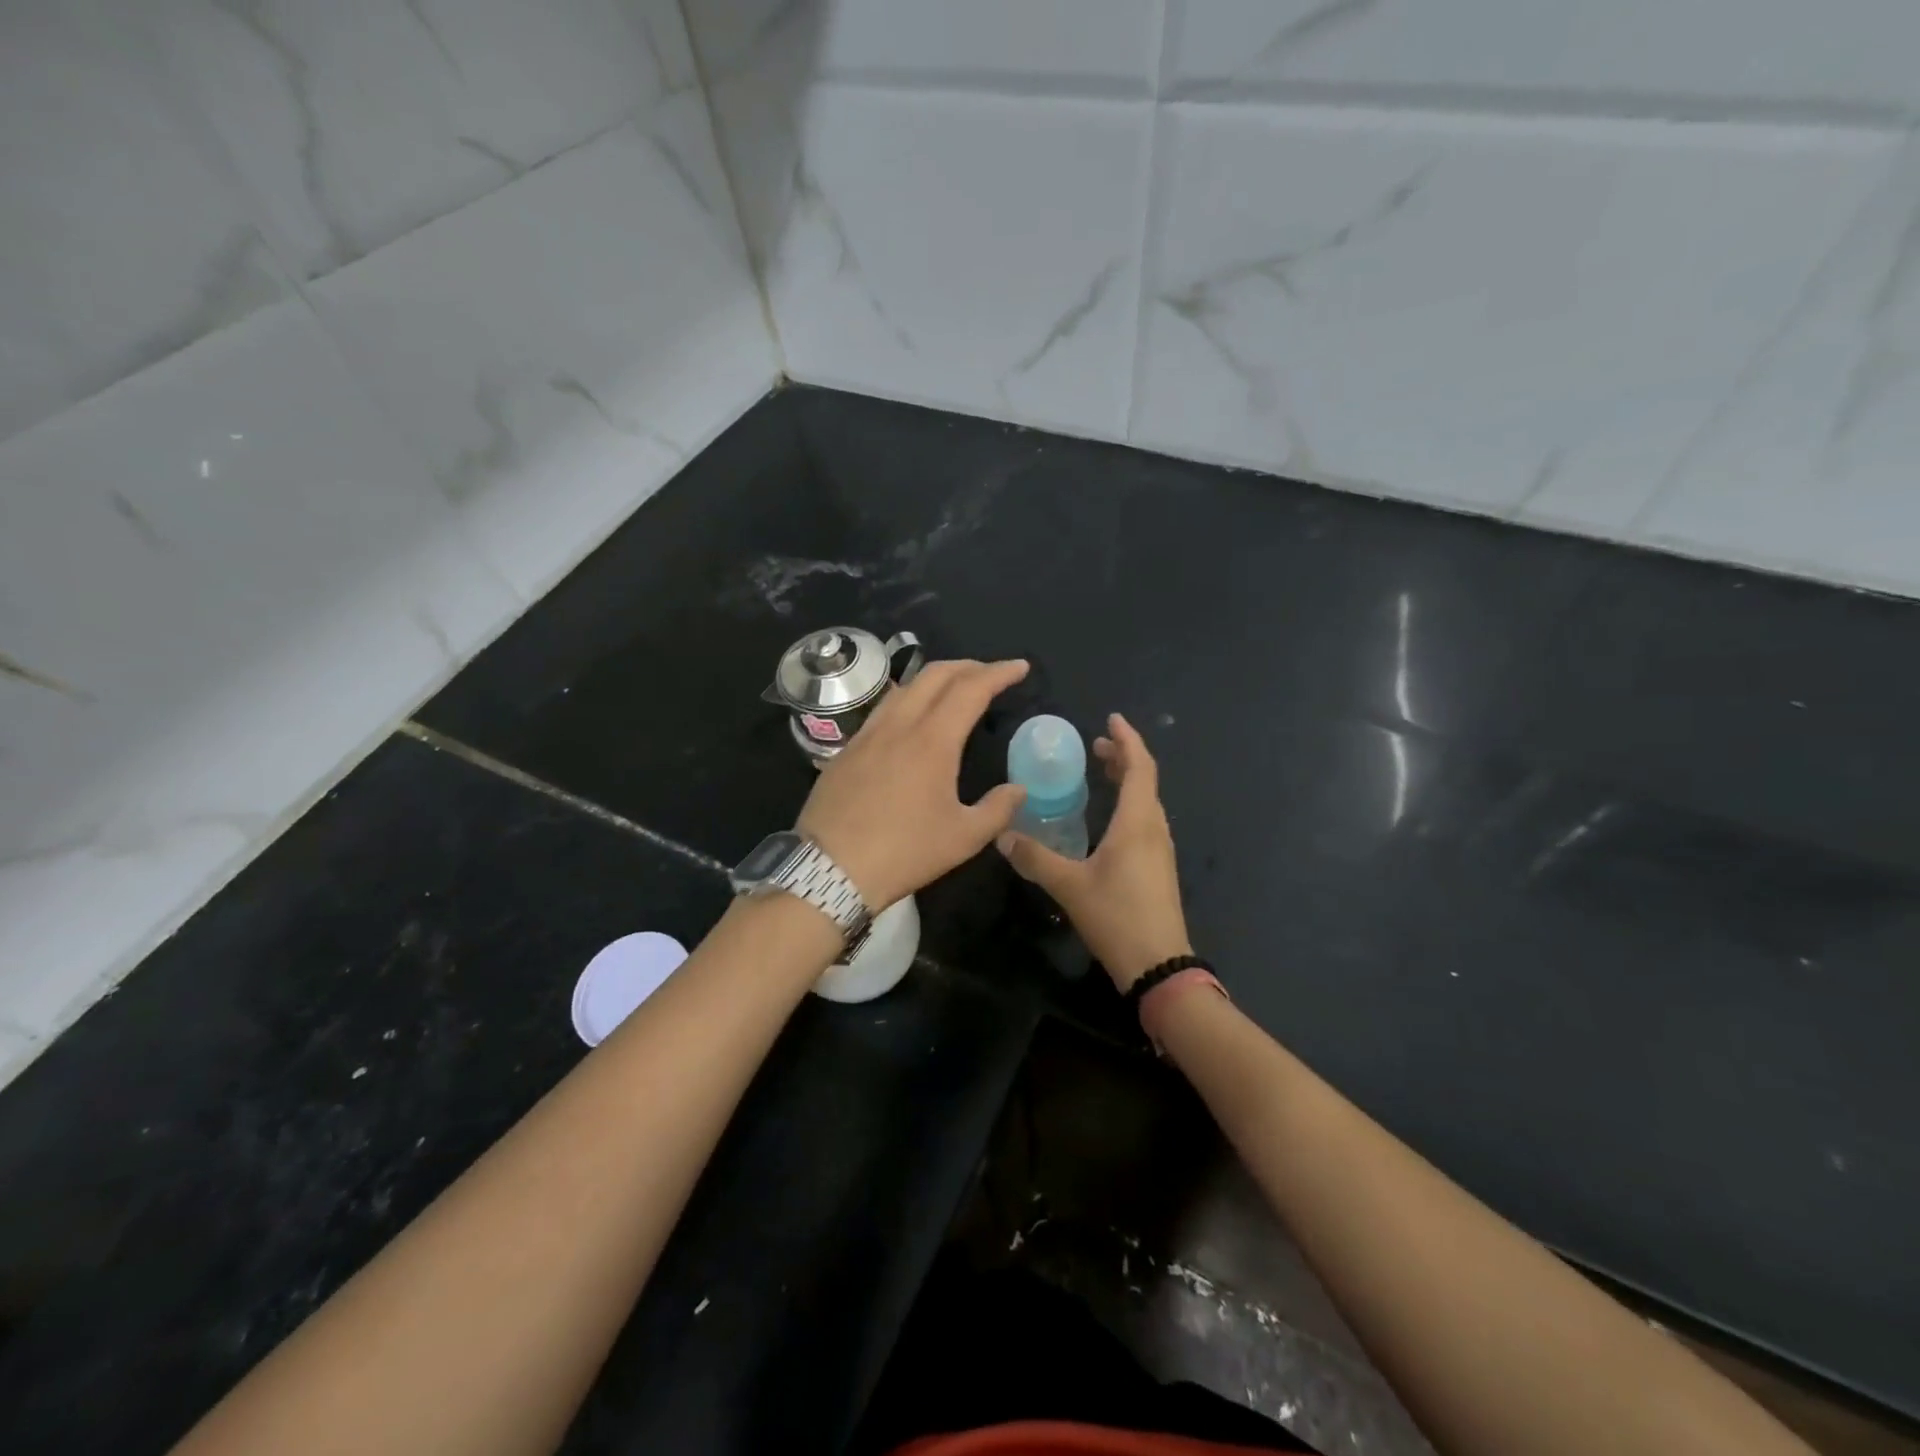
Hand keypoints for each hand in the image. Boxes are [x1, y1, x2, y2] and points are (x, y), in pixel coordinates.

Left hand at [796, 658, 1030, 909]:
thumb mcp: (963, 838)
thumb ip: (997, 810)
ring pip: (904, 687)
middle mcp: (899, 725)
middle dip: (968, 666)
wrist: (830, 868)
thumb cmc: (904, 852)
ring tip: (953, 689)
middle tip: (990, 674)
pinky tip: (910, 717)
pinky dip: (907, 698)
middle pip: (935, 675)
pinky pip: (882, 709)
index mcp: (932, 741)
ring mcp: (867, 734)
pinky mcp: (846, 750)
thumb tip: (1018, 790)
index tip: (1020, 667)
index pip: (971, 689)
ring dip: (935, 679)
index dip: (998, 673)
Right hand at [997, 713, 1191, 991]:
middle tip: (1096, 746)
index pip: (1139, 767)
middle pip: (1145, 780)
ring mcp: (1160, 849)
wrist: (1158, 965)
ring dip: (1128, 780)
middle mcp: (1154, 828)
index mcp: (1137, 822)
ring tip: (1102, 772)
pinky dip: (1129, 803)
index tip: (1111, 719)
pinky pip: (1145, 820)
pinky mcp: (1158, 868)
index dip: (1128, 740)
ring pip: (1147, 801)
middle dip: (1123, 757)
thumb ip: (1036, 858)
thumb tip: (1002, 837)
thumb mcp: (1069, 886)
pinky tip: (1108, 819)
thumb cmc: (1117, 917)